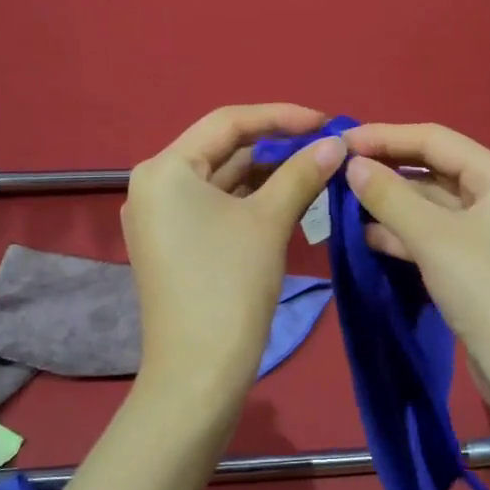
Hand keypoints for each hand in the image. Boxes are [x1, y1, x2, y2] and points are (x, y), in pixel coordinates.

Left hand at [123, 104, 345, 393]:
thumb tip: (336, 143)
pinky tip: (288, 197)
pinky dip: (249, 199)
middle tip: (325, 147)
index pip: (228, 122)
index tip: (326, 122)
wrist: (198, 374)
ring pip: (220, 180)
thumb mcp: (270, 221)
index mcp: (165, 169)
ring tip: (315, 168)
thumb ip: (301, 173)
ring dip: (266, 173)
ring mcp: (159, 217)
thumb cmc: (230, 286)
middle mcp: (153, 185)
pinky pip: (214, 206)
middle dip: (275, 146)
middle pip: (222, 149)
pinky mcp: (171, 244)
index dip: (281, 116)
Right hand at [342, 122, 489, 403]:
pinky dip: (401, 234)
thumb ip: (390, 196)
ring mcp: (486, 233)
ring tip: (342, 202)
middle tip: (337, 171)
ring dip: (389, 203)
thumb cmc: (487, 291)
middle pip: (432, 170)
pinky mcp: (473, 265)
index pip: (435, 139)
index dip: (386, 136)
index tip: (341, 140)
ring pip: (429, 205)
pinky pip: (431, 236)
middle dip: (386, 170)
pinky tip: (366, 236)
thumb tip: (351, 163)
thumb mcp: (434, 238)